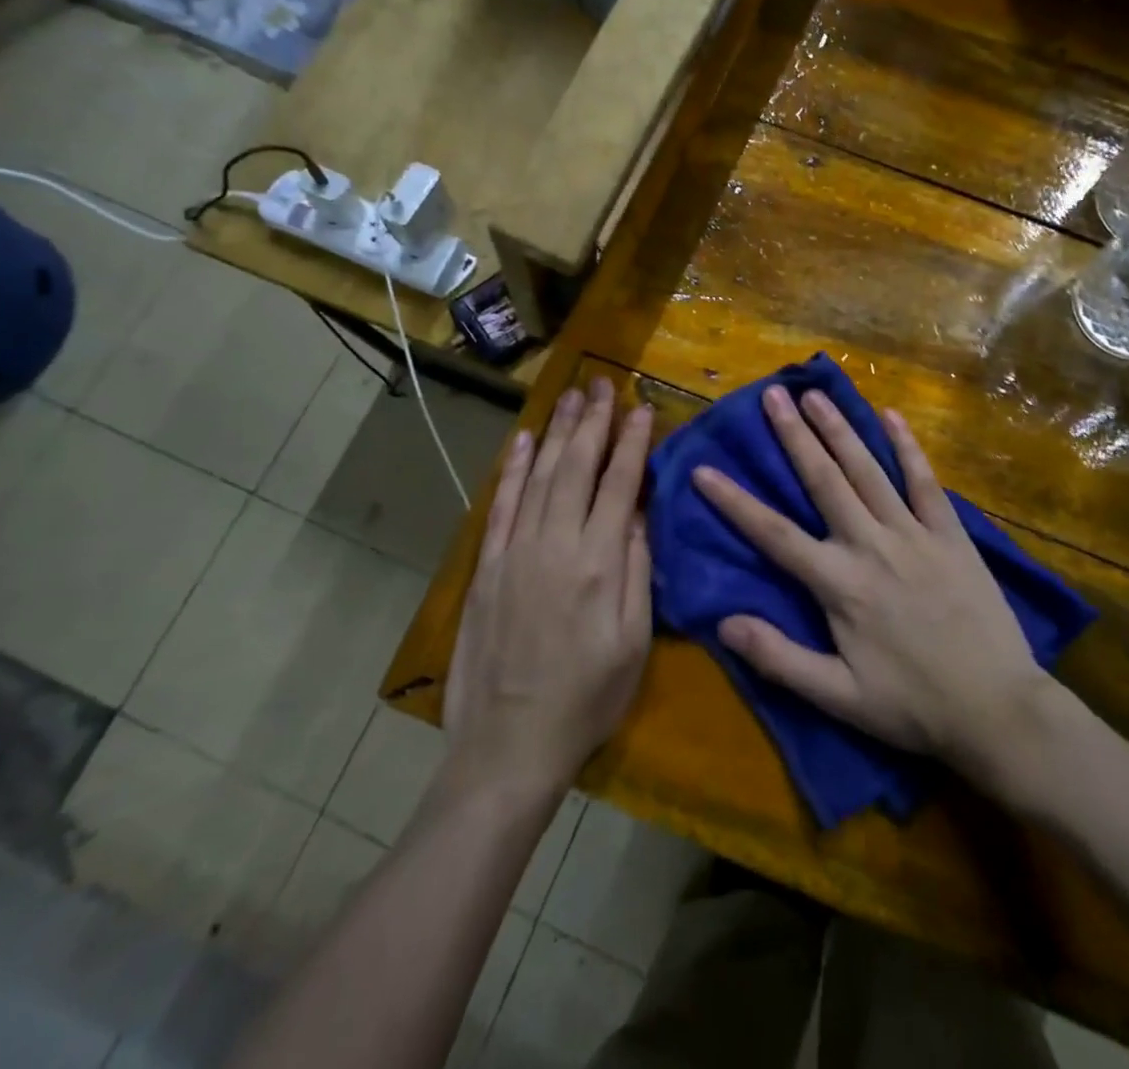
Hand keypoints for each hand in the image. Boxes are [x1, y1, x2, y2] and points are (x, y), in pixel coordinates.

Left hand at [444, 378, 654, 797]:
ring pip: (540, 476)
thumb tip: (639, 512)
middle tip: (602, 384)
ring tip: (570, 396)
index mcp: (598, 563)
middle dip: (593, 422)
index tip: (642, 408)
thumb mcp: (633, 642)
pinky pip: (501, 505)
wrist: (507, 745)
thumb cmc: (586, 698)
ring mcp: (515, 552)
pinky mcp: (486, 566)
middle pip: (577, 468)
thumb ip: (637, 569)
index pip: (619, 484)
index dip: (632, 443)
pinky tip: (523, 441)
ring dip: (556, 433)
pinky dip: (513, 470)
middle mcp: (555, 544)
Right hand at [694, 387, 1050, 777]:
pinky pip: (925, 481)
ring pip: (869, 470)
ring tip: (816, 395)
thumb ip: (780, 658)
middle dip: (794, 435)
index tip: (703, 470)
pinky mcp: (950, 534)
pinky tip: (891, 416)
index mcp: (840, 585)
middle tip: (772, 394)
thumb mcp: (839, 698)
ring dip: (840, 429)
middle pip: (824, 481)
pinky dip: (907, 447)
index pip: (774, 534)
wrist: (997, 709)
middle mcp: (871, 546)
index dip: (735, 502)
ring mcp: (914, 534)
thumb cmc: (912, 706)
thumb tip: (723, 623)